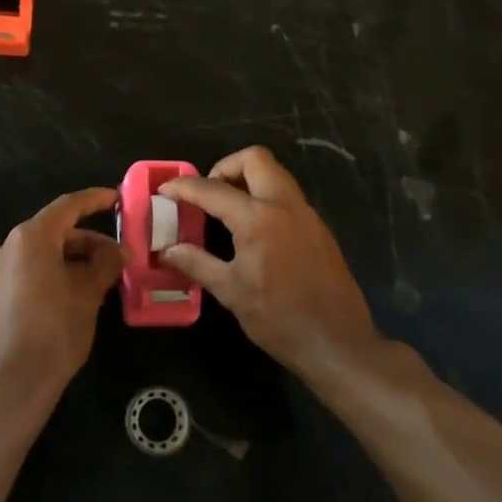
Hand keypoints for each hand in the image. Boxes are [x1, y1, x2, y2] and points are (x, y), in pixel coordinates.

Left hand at [0, 187, 123, 406]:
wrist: (8, 387)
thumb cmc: (54, 332)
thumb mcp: (88, 295)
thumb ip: (105, 265)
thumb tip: (118, 251)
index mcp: (30, 239)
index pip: (67, 207)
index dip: (94, 200)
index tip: (116, 199)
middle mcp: (6, 249)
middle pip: (53, 233)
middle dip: (87, 243)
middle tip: (116, 260)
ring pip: (40, 256)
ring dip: (70, 262)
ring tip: (99, 283)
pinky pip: (27, 275)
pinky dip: (51, 277)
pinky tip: (72, 299)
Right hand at [160, 147, 376, 379]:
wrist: (337, 343)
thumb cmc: (278, 318)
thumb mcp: (230, 291)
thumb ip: (196, 263)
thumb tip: (167, 250)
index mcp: (258, 218)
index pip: (212, 189)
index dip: (183, 187)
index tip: (165, 191)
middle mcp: (285, 205)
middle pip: (255, 159)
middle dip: (225, 167)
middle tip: (207, 193)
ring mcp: (306, 214)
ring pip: (275, 174)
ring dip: (248, 180)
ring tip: (226, 210)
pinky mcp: (319, 229)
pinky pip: (288, 196)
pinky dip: (265, 198)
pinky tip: (253, 231)